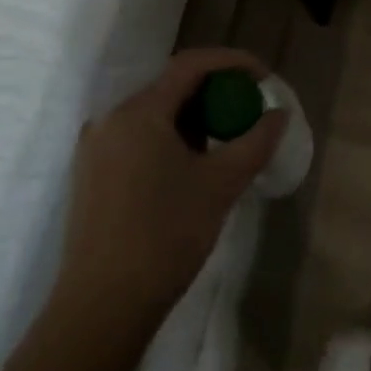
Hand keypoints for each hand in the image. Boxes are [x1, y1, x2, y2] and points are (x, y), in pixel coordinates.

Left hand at [55, 48, 286, 331]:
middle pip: (171, 86)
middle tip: (247, 111)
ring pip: (154, 114)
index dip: (232, 61)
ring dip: (192, 118)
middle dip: (215, 92)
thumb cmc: (165, 236)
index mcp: (139, 111)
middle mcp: (110, 118)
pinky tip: (190, 167)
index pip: (191, 64)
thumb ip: (256, 141)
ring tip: (224, 142)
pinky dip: (169, 138)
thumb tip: (279, 114)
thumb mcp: (221, 185)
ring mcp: (95, 147)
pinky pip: (137, 137)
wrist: (102, 308)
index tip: (263, 77)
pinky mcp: (91, 174)